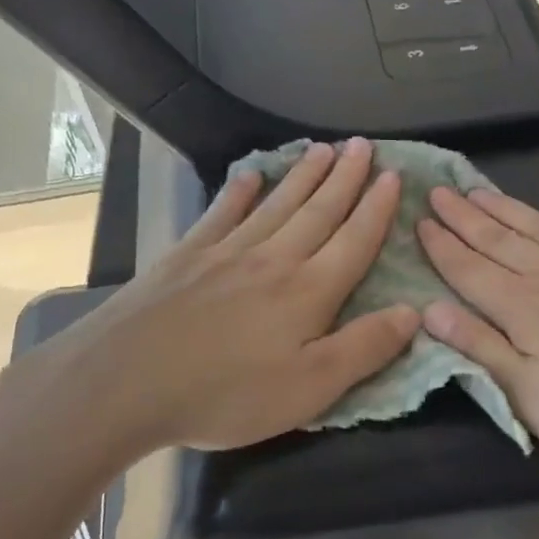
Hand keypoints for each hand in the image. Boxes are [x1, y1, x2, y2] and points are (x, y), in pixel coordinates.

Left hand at [27, 138, 419, 453]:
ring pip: (277, 204)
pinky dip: (239, 192)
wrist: (124, 382)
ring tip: (324, 149)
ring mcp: (226, 253)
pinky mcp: (186, 257)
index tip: (393, 175)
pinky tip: (250, 175)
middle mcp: (274, 259)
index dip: (377, 208)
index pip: (354, 240)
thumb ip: (364, 348)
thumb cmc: (226, 393)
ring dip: (304, 176)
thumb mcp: (310, 388)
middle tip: (364, 145)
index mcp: (309, 291)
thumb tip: (414, 313)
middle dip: (346, 178)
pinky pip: (221, 214)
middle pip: (318, 210)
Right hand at [416, 183, 538, 485]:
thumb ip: (481, 350)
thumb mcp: (531, 398)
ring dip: (510, 210)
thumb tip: (431, 309)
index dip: (442, 247)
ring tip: (482, 189)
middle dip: (466, 217)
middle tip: (439, 190)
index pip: (471, 272)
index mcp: (525, 310)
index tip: (420, 220)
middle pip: (501, 242)